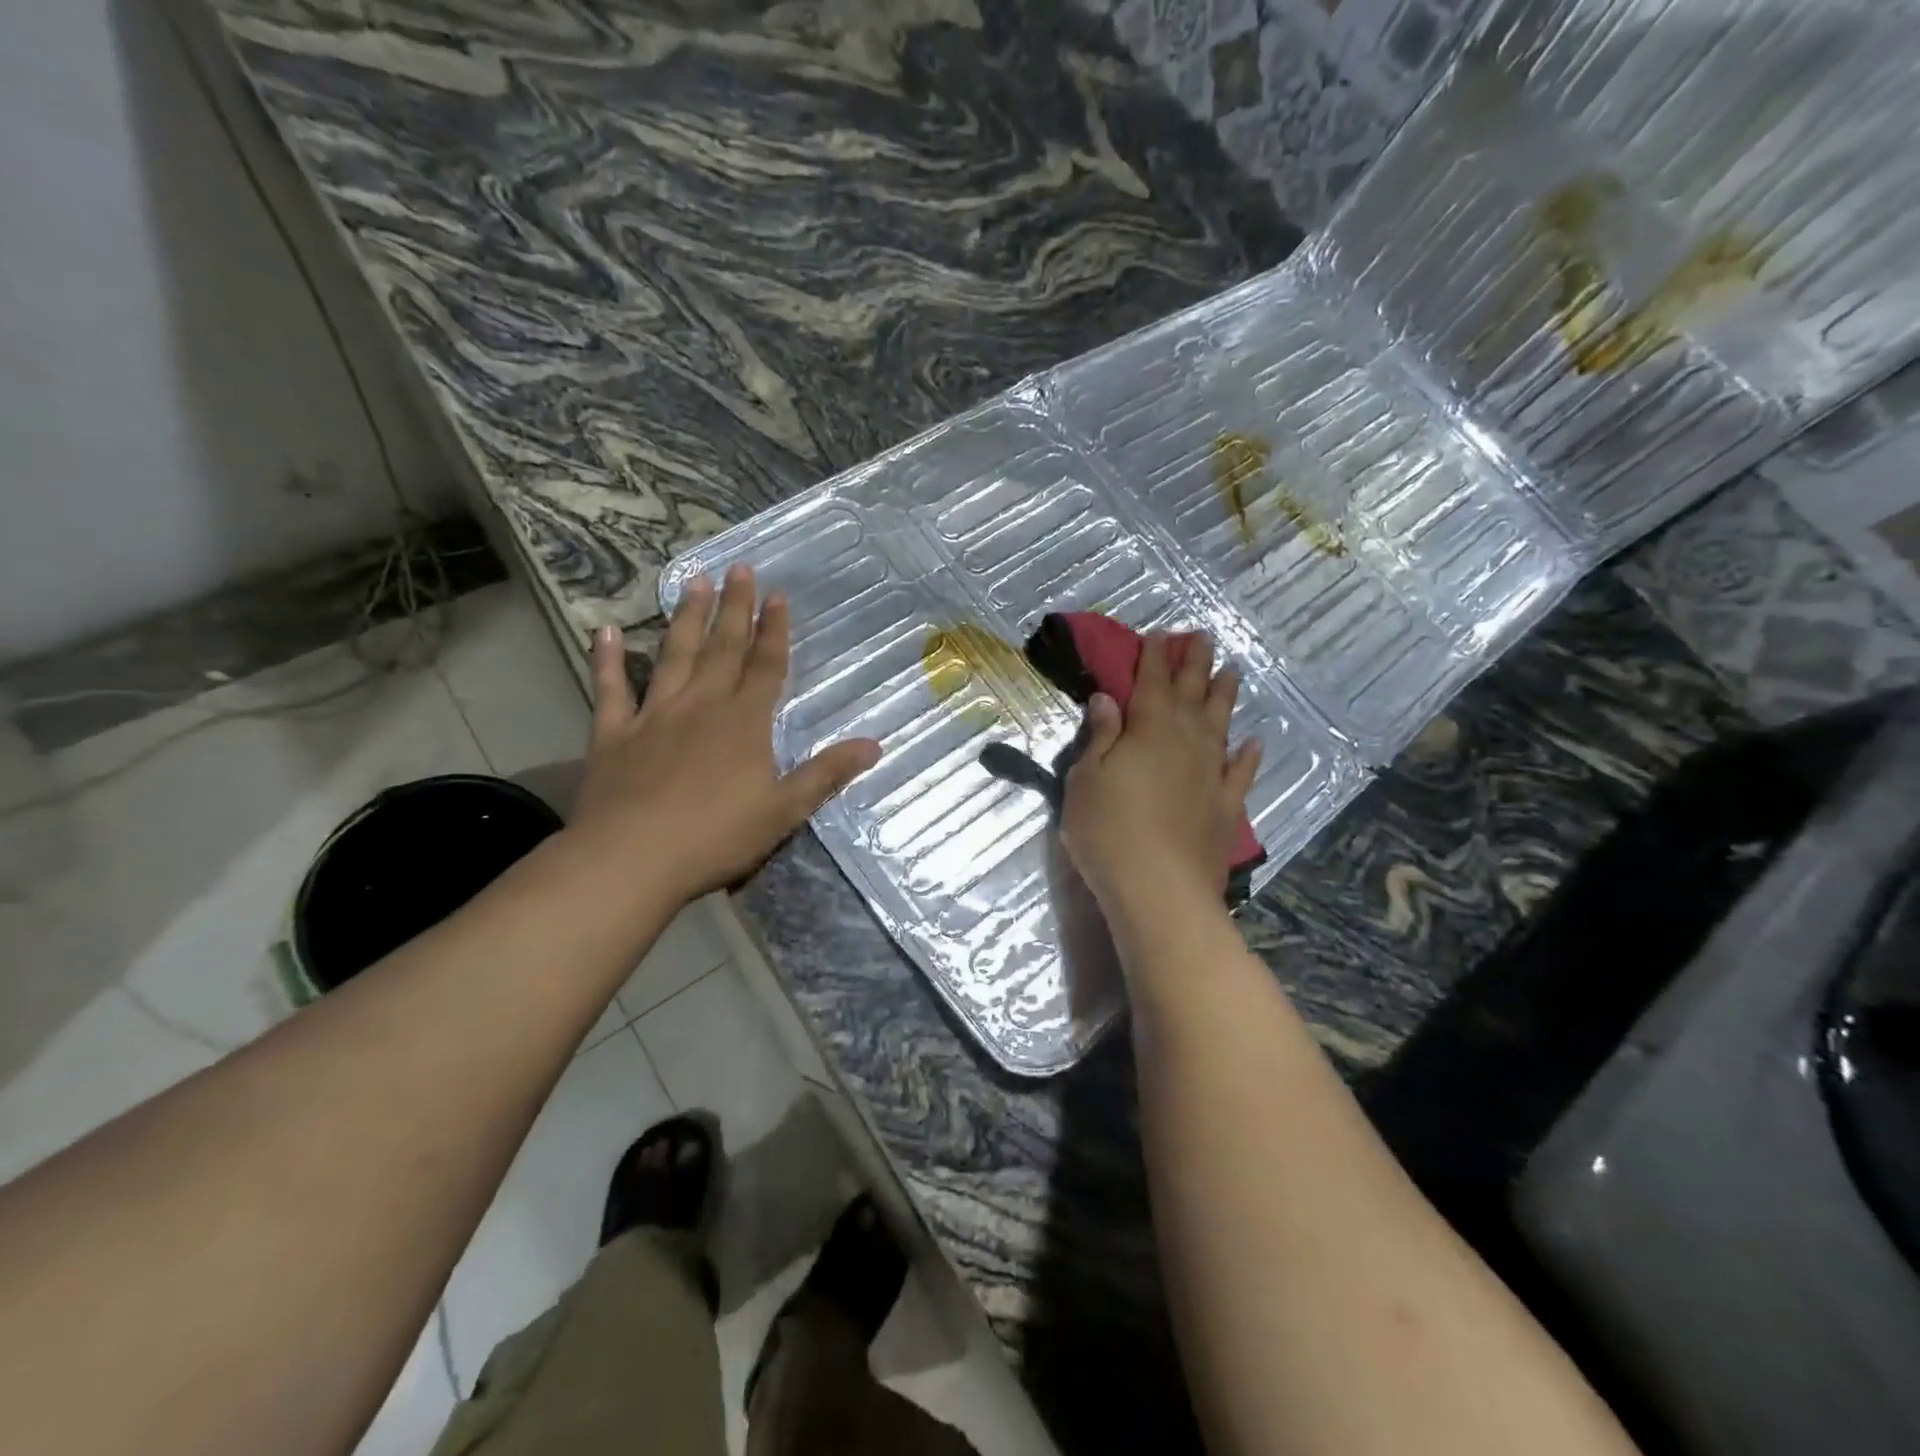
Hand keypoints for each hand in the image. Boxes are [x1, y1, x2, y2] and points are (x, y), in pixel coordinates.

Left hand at [570, 565, 880, 906]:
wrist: (633, 857)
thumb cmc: (717, 835)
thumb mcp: (785, 810)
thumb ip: (826, 773)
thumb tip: (874, 745)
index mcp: (744, 722)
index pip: (765, 665)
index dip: (774, 631)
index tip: (777, 595)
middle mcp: (701, 705)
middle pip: (723, 648)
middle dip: (734, 608)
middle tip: (739, 568)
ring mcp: (654, 715)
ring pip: (673, 656)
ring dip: (686, 619)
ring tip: (694, 583)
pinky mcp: (614, 734)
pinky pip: (611, 689)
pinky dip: (606, 660)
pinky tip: (604, 631)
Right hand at [1060, 632, 1260, 922]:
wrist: (1160, 891)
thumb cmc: (1108, 831)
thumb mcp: (1086, 779)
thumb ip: (1101, 737)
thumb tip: (1107, 699)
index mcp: (1148, 730)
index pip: (1152, 682)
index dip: (1154, 657)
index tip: (1160, 634)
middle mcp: (1186, 742)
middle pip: (1192, 694)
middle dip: (1195, 663)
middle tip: (1203, 637)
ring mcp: (1211, 775)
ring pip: (1221, 725)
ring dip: (1225, 697)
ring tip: (1232, 672)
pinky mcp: (1227, 808)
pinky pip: (1241, 773)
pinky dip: (1248, 757)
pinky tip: (1253, 744)